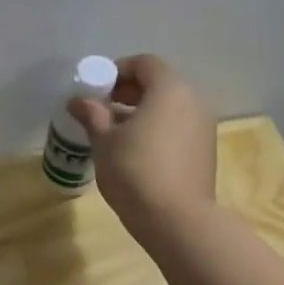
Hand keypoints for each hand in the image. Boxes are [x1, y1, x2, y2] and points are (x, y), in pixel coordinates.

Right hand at [67, 53, 216, 239]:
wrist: (176, 220)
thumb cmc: (135, 171)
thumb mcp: (104, 141)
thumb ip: (92, 115)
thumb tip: (78, 100)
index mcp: (169, 90)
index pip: (144, 63)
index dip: (118, 70)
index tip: (97, 89)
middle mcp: (193, 101)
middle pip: (159, 84)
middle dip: (128, 92)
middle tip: (102, 109)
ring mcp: (203, 127)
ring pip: (169, 108)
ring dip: (142, 112)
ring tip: (115, 133)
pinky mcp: (205, 151)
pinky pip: (178, 128)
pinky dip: (157, 130)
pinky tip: (136, 152)